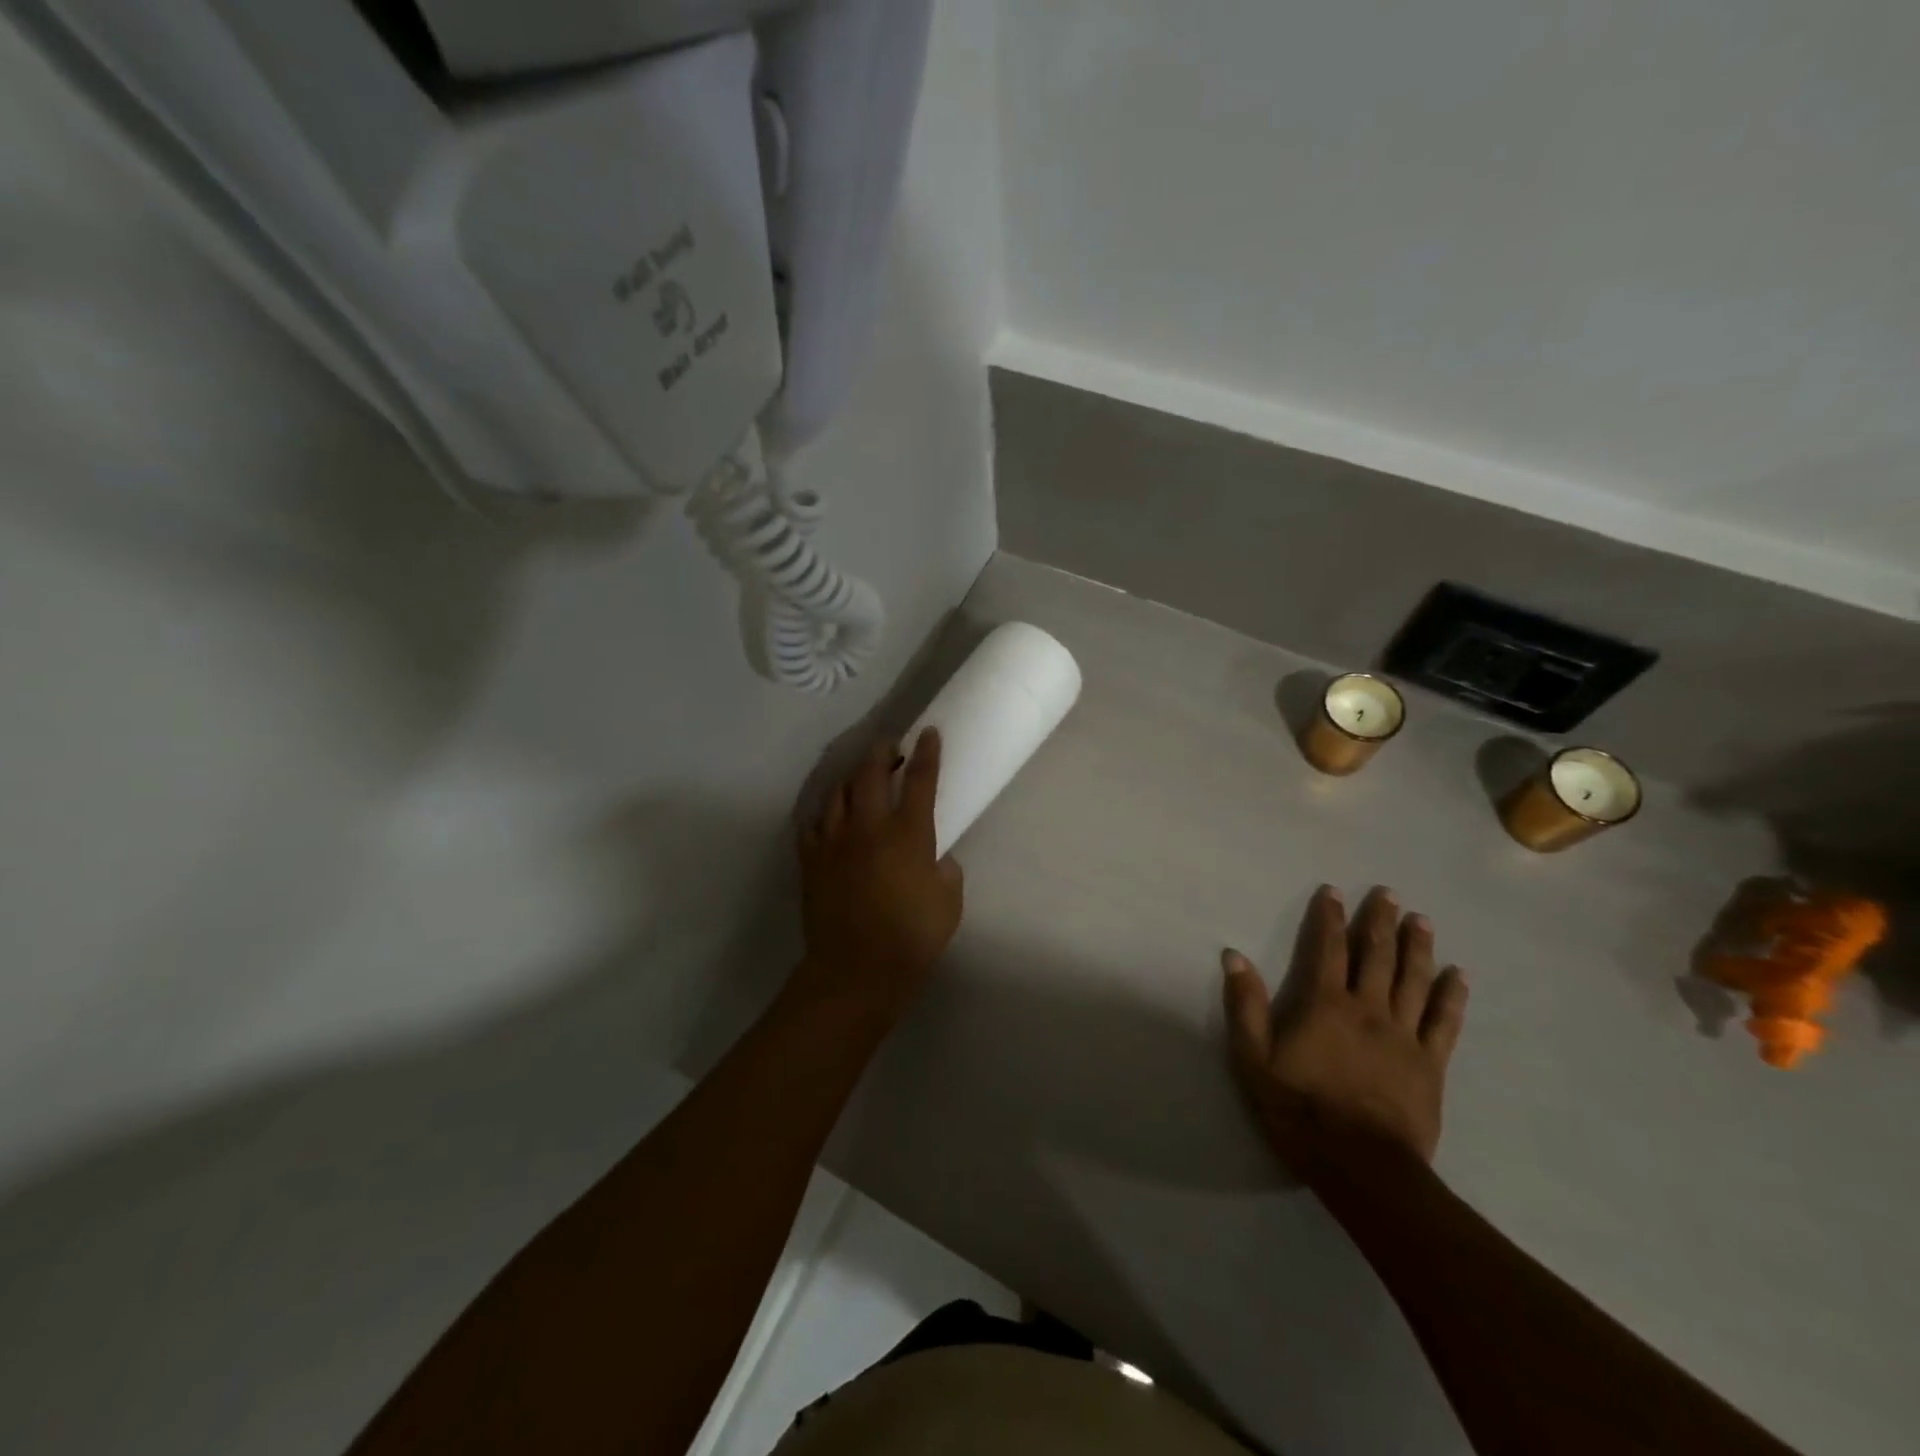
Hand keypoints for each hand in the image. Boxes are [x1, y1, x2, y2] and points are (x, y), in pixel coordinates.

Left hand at [793, 731, 963, 1026]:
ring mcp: (834, 841)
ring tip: (860, 776)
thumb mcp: (949, 904)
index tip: (929, 732)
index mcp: (908, 834)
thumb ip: (946, 872)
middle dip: (882, 752)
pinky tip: (830, 814)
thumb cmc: (911, 938)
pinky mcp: (811, 859)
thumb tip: (936, 860)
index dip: (927, 753)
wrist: (856, 970)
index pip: (920, 780)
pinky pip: (813, 822)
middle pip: (870, 773)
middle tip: (890, 746)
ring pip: (838, 792)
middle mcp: (868, 827)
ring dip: (852, 777)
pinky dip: (824, 812)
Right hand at [1223, 885, 1467, 1168]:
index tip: (1333, 892)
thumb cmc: (1299, 1110)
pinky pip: (1444, 1022)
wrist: (1360, 1166)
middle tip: (1388, 893)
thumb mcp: (1253, 1059)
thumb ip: (1245, 1006)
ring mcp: (1404, 1036)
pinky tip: (1458, 975)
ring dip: (1417, 946)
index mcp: (1325, 1005)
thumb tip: (1234, 956)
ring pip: (1414, 980)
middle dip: (1379, 921)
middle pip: (1377, 956)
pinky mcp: (1430, 1064)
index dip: (1329, 918)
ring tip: (1421, 920)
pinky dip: (1452, 996)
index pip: (1327, 949)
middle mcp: (1368, 1009)